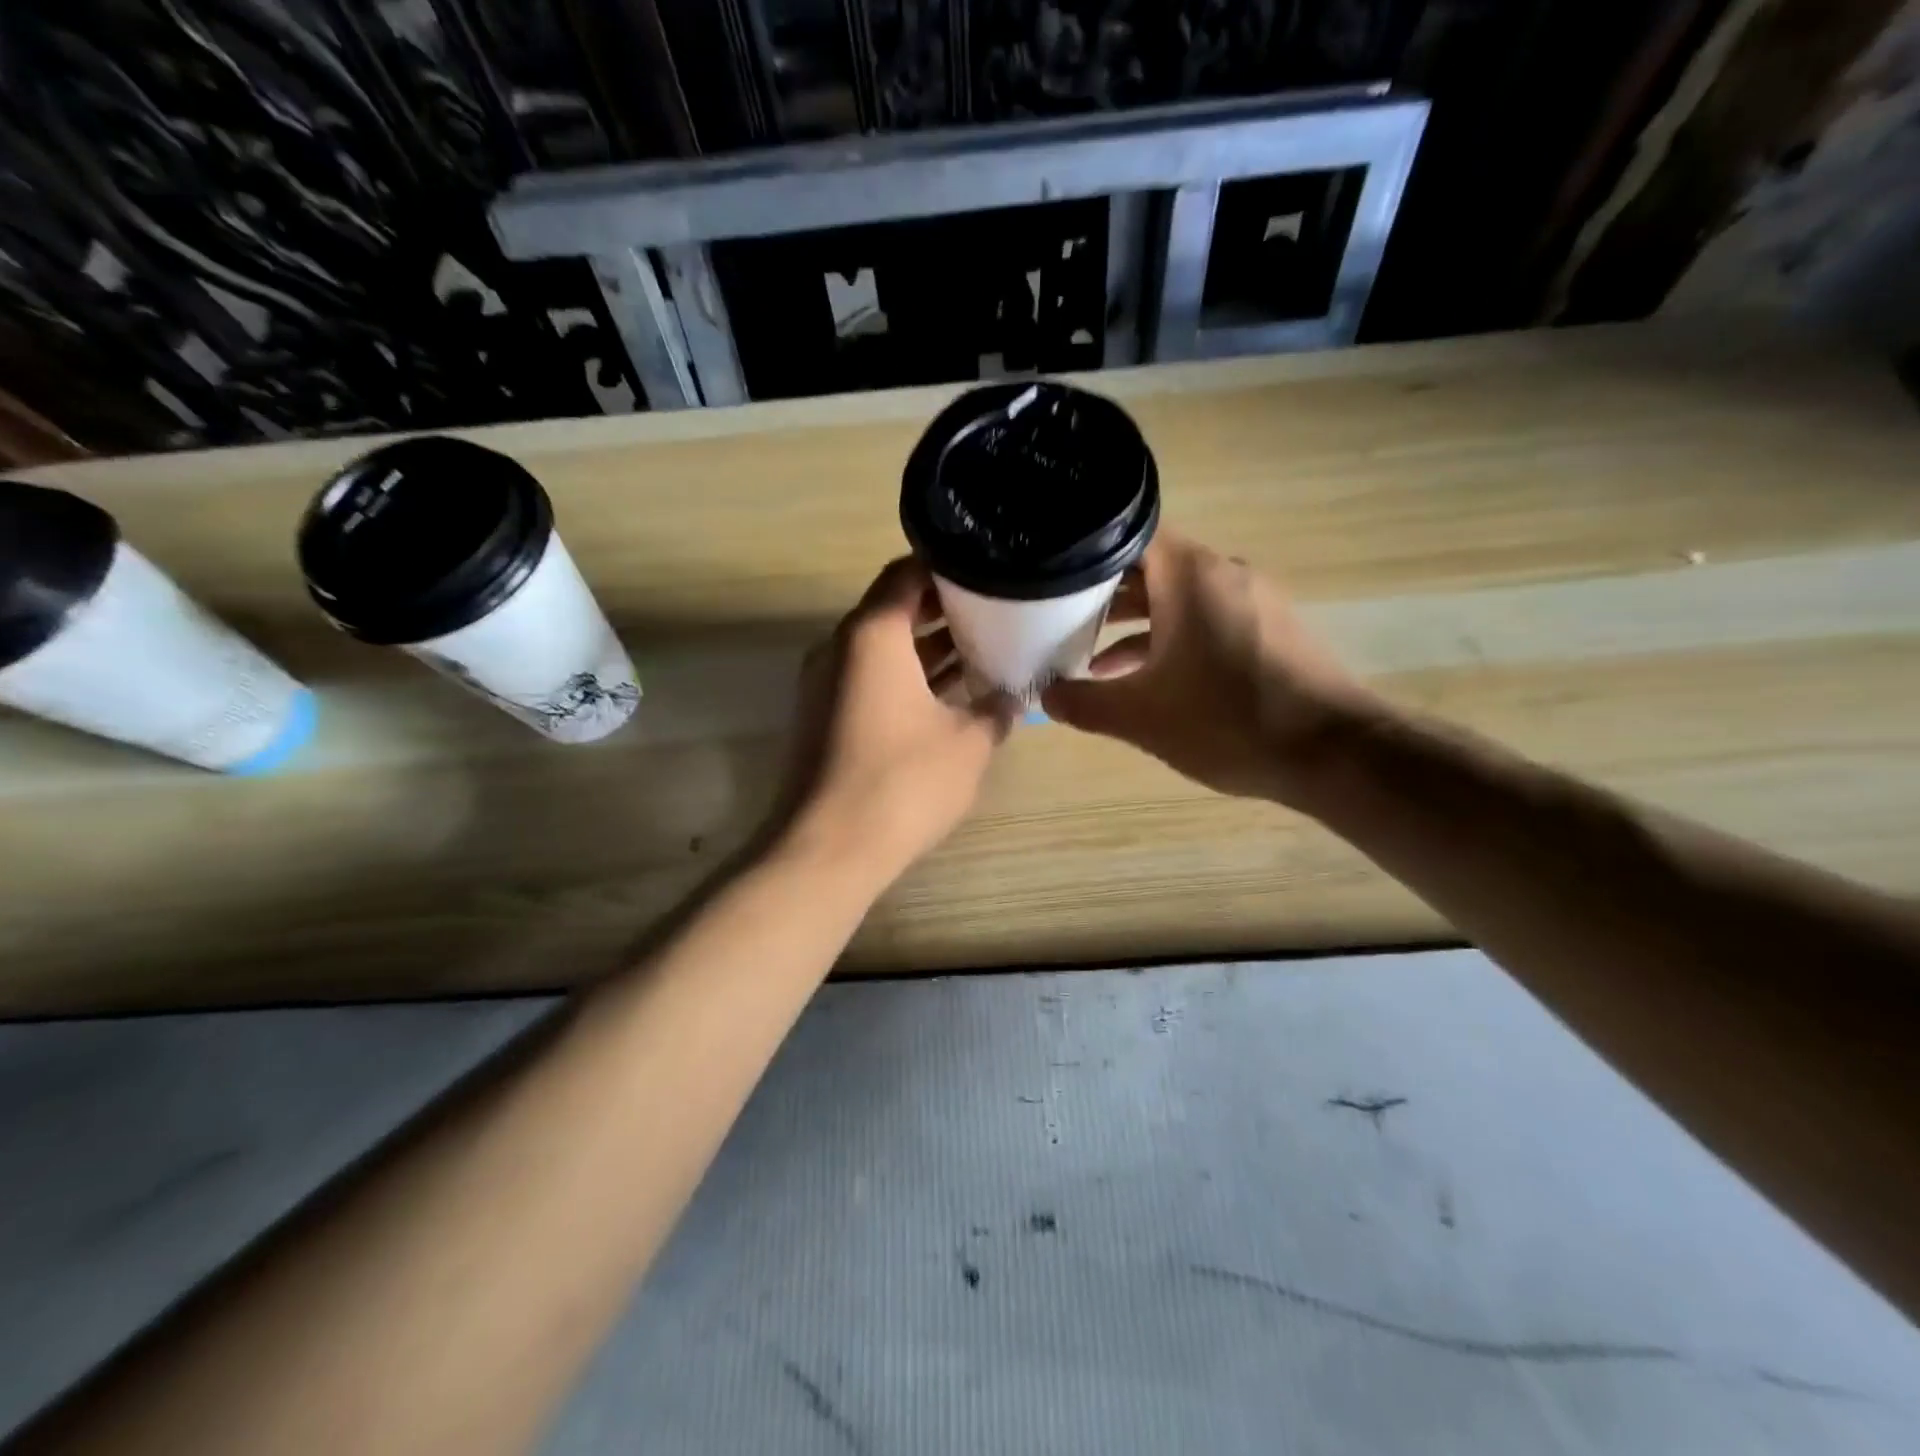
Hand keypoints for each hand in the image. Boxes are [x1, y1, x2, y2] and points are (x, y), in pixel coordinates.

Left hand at [780, 558, 1017, 883]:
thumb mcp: (968, 744)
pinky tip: (947, 697)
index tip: (987, 571)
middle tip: (994, 611)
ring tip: (980, 650)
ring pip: (882, 648)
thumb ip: (995, 709)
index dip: (948, 566)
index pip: (906, 573)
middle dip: (943, 609)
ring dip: (926, 648)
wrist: (825, 849)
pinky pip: (869, 680)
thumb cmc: (902, 783)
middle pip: (893, 609)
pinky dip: (906, 679)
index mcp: (872, 635)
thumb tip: (1011, 697)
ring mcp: (825, 684)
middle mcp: (840, 648)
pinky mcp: (823, 718)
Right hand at [1041, 531, 1376, 804]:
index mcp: (1190, 576)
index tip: (1051, 577)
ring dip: (1137, 623)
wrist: (1333, 754)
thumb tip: (1045, 698)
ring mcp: (1252, 600)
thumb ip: (1084, 703)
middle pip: (1152, 567)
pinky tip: (1147, 679)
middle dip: (1104, 594)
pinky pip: (1208, 619)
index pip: (1128, 535)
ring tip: (1092, 656)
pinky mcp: (1270, 629)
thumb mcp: (1140, 717)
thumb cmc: (1227, 721)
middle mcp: (1224, 573)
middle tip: (1059, 618)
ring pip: (1180, 597)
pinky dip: (1173, 639)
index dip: (1085, 554)